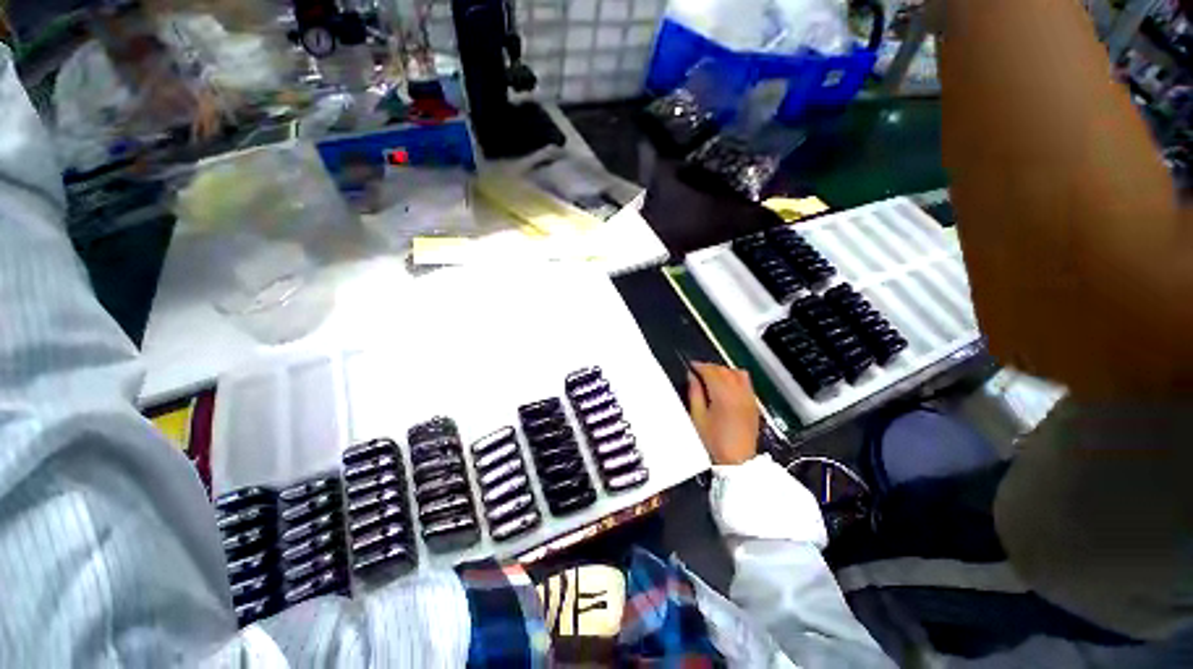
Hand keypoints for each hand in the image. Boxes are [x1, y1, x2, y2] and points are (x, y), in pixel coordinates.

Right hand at [687, 363, 759, 465]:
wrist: (738, 460)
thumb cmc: (714, 440)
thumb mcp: (698, 417)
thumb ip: (695, 393)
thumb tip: (692, 377)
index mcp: (722, 395)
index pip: (710, 371)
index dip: (699, 366)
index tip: (691, 366)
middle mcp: (738, 392)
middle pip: (724, 370)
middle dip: (710, 367)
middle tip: (698, 371)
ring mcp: (748, 397)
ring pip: (736, 372)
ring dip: (723, 370)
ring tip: (713, 376)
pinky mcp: (753, 403)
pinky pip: (746, 381)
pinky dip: (735, 377)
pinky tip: (728, 384)